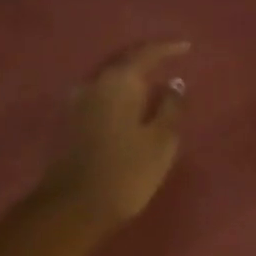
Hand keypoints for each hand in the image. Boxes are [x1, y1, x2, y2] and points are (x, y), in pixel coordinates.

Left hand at [41, 40, 189, 227]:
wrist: (73, 208)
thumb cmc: (126, 171)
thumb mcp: (161, 140)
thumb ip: (170, 107)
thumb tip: (174, 84)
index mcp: (118, 81)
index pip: (146, 53)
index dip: (168, 48)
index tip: (187, 47)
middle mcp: (93, 83)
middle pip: (123, 62)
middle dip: (147, 59)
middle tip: (170, 60)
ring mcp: (76, 101)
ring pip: (109, 78)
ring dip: (130, 77)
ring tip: (152, 82)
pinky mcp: (69, 121)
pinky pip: (100, 95)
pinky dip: (118, 93)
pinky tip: (130, 103)